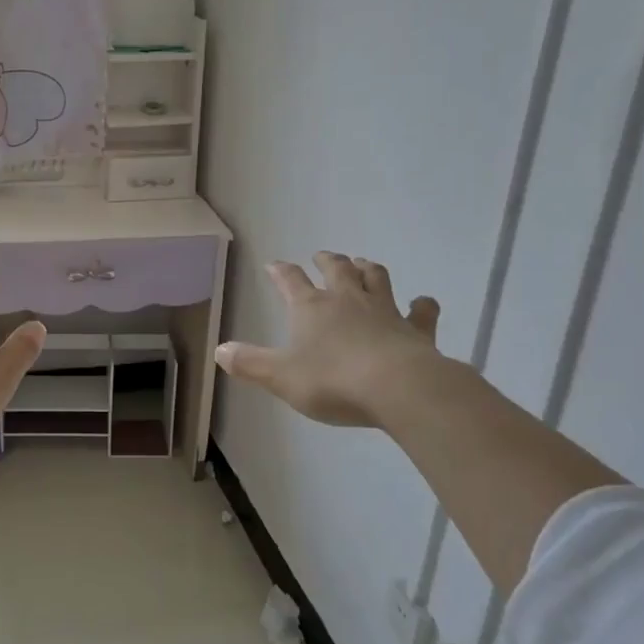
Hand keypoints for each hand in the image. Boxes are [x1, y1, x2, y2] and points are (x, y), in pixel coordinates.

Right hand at [216, 252, 442, 426]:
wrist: (398, 388)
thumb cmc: (332, 381)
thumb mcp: (281, 377)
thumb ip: (250, 363)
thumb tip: (220, 350)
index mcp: (311, 308)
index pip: (291, 281)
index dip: (280, 271)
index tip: (274, 264)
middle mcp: (347, 300)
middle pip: (337, 269)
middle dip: (327, 260)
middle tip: (321, 255)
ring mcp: (385, 311)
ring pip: (376, 278)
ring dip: (368, 268)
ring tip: (363, 264)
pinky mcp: (416, 329)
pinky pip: (421, 311)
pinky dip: (422, 305)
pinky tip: (422, 302)